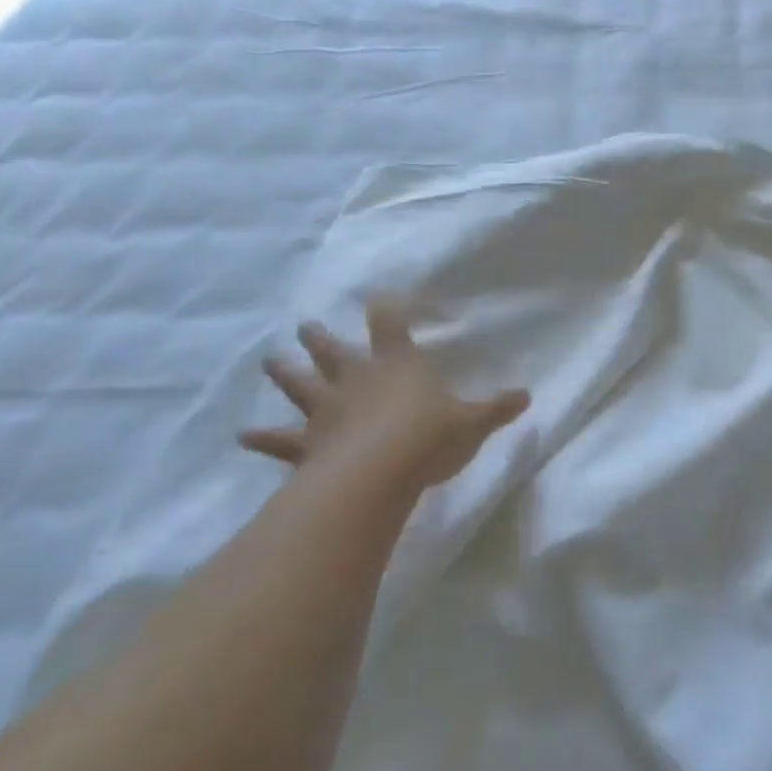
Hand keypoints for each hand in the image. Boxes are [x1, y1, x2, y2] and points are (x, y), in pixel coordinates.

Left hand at [239, 302, 529, 498]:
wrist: (381, 473)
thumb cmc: (430, 437)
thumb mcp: (473, 423)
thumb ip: (497, 408)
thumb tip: (527, 396)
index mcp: (398, 365)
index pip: (390, 325)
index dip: (385, 310)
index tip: (377, 297)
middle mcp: (358, 380)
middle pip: (334, 352)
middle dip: (321, 338)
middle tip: (305, 325)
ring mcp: (327, 411)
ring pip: (302, 386)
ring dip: (286, 373)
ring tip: (269, 360)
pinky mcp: (308, 444)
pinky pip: (281, 441)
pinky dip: (263, 438)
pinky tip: (243, 435)